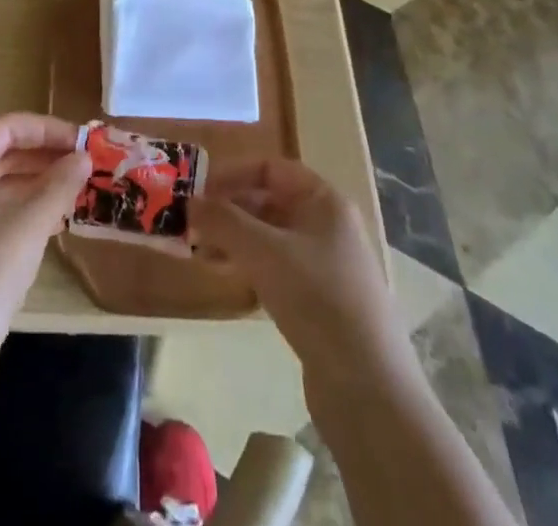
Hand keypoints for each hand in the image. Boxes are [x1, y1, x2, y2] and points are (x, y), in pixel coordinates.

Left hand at [0, 113, 91, 372]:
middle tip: (84, 162)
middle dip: (44, 154)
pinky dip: (20, 203)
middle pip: (1, 149)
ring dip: (35, 179)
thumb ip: (60, 184)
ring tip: (75, 187)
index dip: (48, 129)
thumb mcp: (30, 224)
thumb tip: (84, 157)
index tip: (83, 140)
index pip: (8, 126)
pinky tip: (52, 217)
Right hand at [190, 158, 404, 379]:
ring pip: (272, 238)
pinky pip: (279, 269)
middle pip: (271, 202)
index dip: (233, 174)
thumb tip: (189, 202)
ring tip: (202, 252)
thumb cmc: (316, 298)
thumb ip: (223, 221)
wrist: (368, 388)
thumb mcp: (263, 251)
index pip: (271, 169)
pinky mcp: (322, 302)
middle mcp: (329, 226)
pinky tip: (229, 280)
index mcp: (325, 201)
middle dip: (230, 209)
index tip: (198, 190)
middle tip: (193, 224)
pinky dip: (252, 267)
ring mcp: (328, 265)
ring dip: (237, 240)